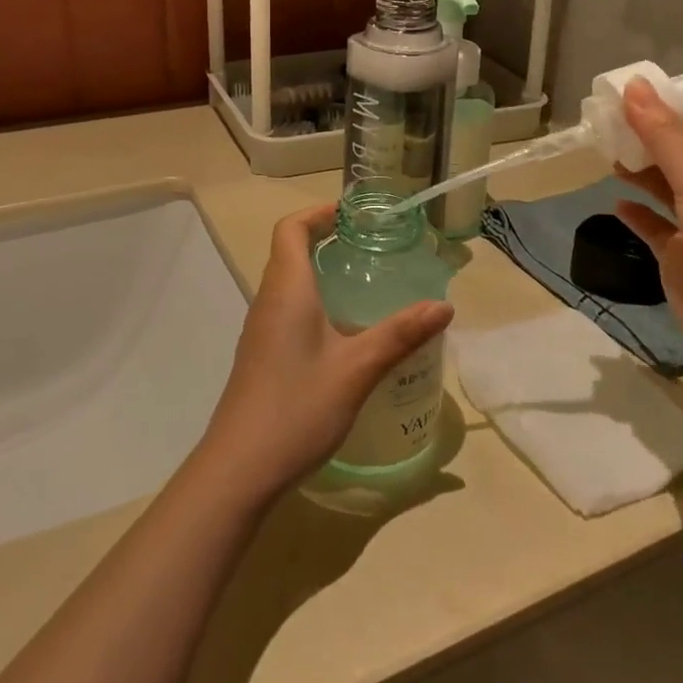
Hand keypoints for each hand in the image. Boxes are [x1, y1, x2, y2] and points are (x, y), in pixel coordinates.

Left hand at [197, 205, 453, 500]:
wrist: (239, 469)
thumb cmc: (297, 407)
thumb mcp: (357, 369)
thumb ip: (400, 334)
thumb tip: (444, 306)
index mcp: (287, 290)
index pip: (291, 229)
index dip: (318, 213)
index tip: (353, 216)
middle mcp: (268, 301)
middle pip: (289, 251)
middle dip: (326, 239)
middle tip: (371, 246)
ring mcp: (261, 330)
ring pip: (288, 283)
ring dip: (320, 272)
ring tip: (365, 284)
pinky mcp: (261, 356)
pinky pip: (287, 310)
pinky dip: (314, 302)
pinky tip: (345, 333)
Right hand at [612, 79, 682, 371]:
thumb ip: (663, 135)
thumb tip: (634, 84)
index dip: (663, 110)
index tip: (621, 96)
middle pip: (678, 155)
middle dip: (644, 140)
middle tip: (601, 124)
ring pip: (665, 189)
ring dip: (638, 173)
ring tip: (604, 154)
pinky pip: (655, 226)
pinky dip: (636, 213)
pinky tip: (615, 204)